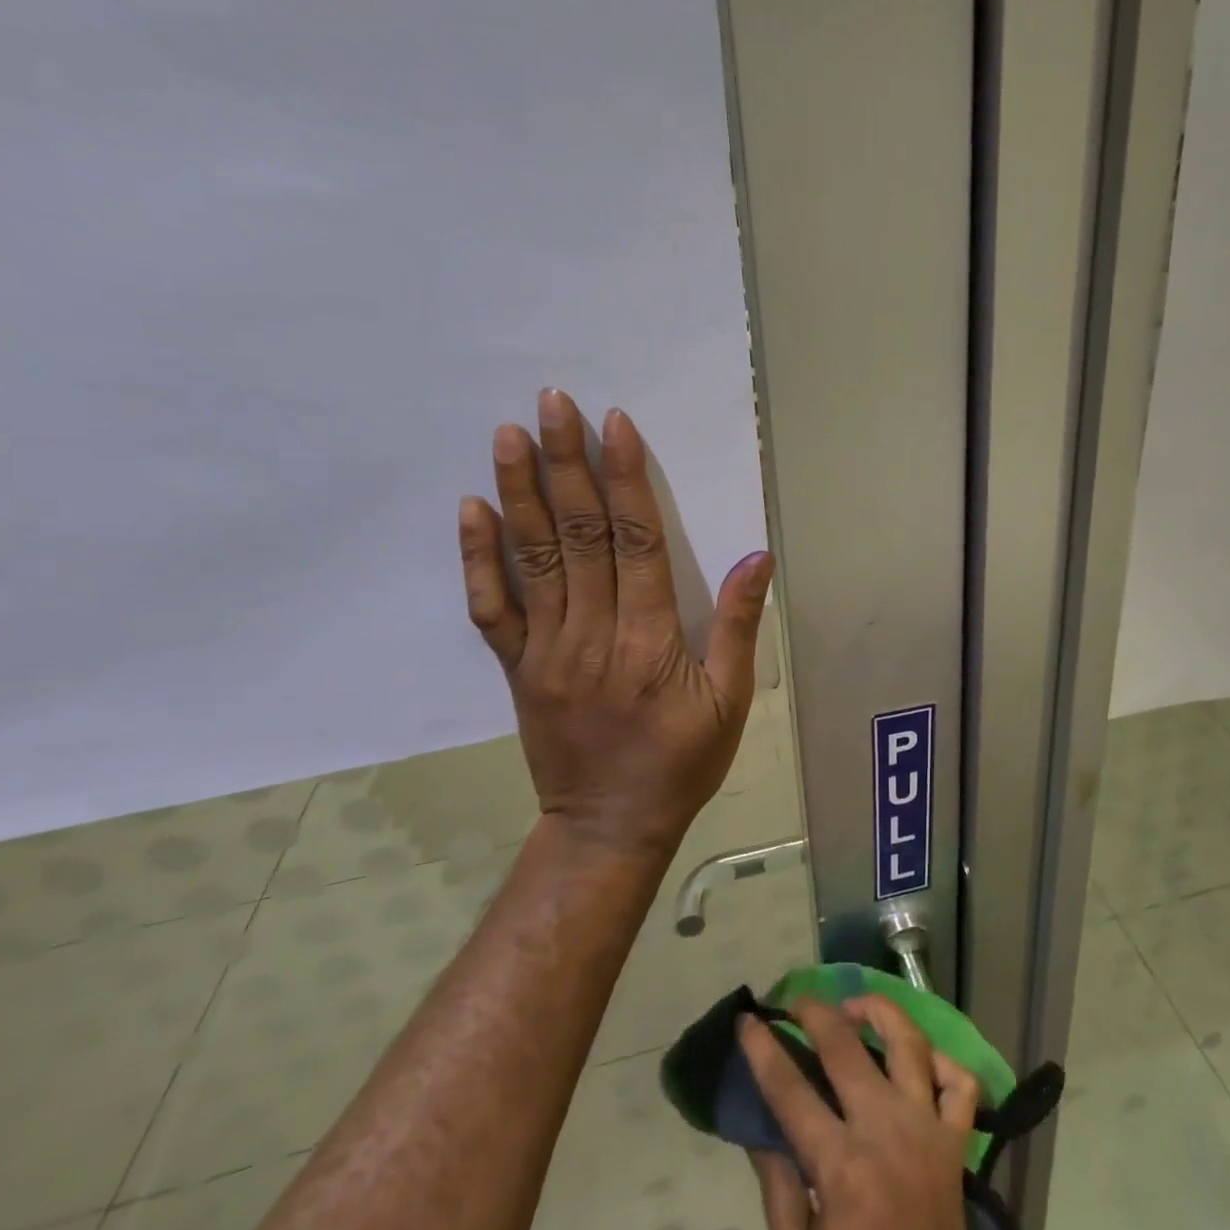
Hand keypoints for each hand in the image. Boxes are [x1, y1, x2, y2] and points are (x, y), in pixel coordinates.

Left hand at [458, 389, 773, 859]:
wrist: (610, 826)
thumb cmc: (682, 762)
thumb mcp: (731, 701)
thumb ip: (739, 626)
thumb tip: (758, 556)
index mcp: (648, 640)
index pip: (636, 543)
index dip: (627, 480)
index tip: (615, 426)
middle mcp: (591, 634)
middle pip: (579, 535)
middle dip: (566, 464)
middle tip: (552, 403)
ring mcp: (546, 650)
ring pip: (532, 560)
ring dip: (519, 493)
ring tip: (509, 435)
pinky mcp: (518, 669)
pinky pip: (492, 608)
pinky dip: (478, 558)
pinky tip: (472, 509)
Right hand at [741, 995, 977, 1229]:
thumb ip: (780, 1187)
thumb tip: (759, 1126)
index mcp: (842, 1168)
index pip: (790, 1090)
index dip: (763, 1050)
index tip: (748, 1019)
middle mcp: (887, 1134)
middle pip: (847, 1048)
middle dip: (816, 1013)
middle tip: (796, 1002)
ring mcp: (929, 1133)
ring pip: (910, 1044)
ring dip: (880, 1014)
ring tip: (854, 1008)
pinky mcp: (958, 1147)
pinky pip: (960, 1085)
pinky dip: (942, 1062)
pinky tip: (918, 1058)